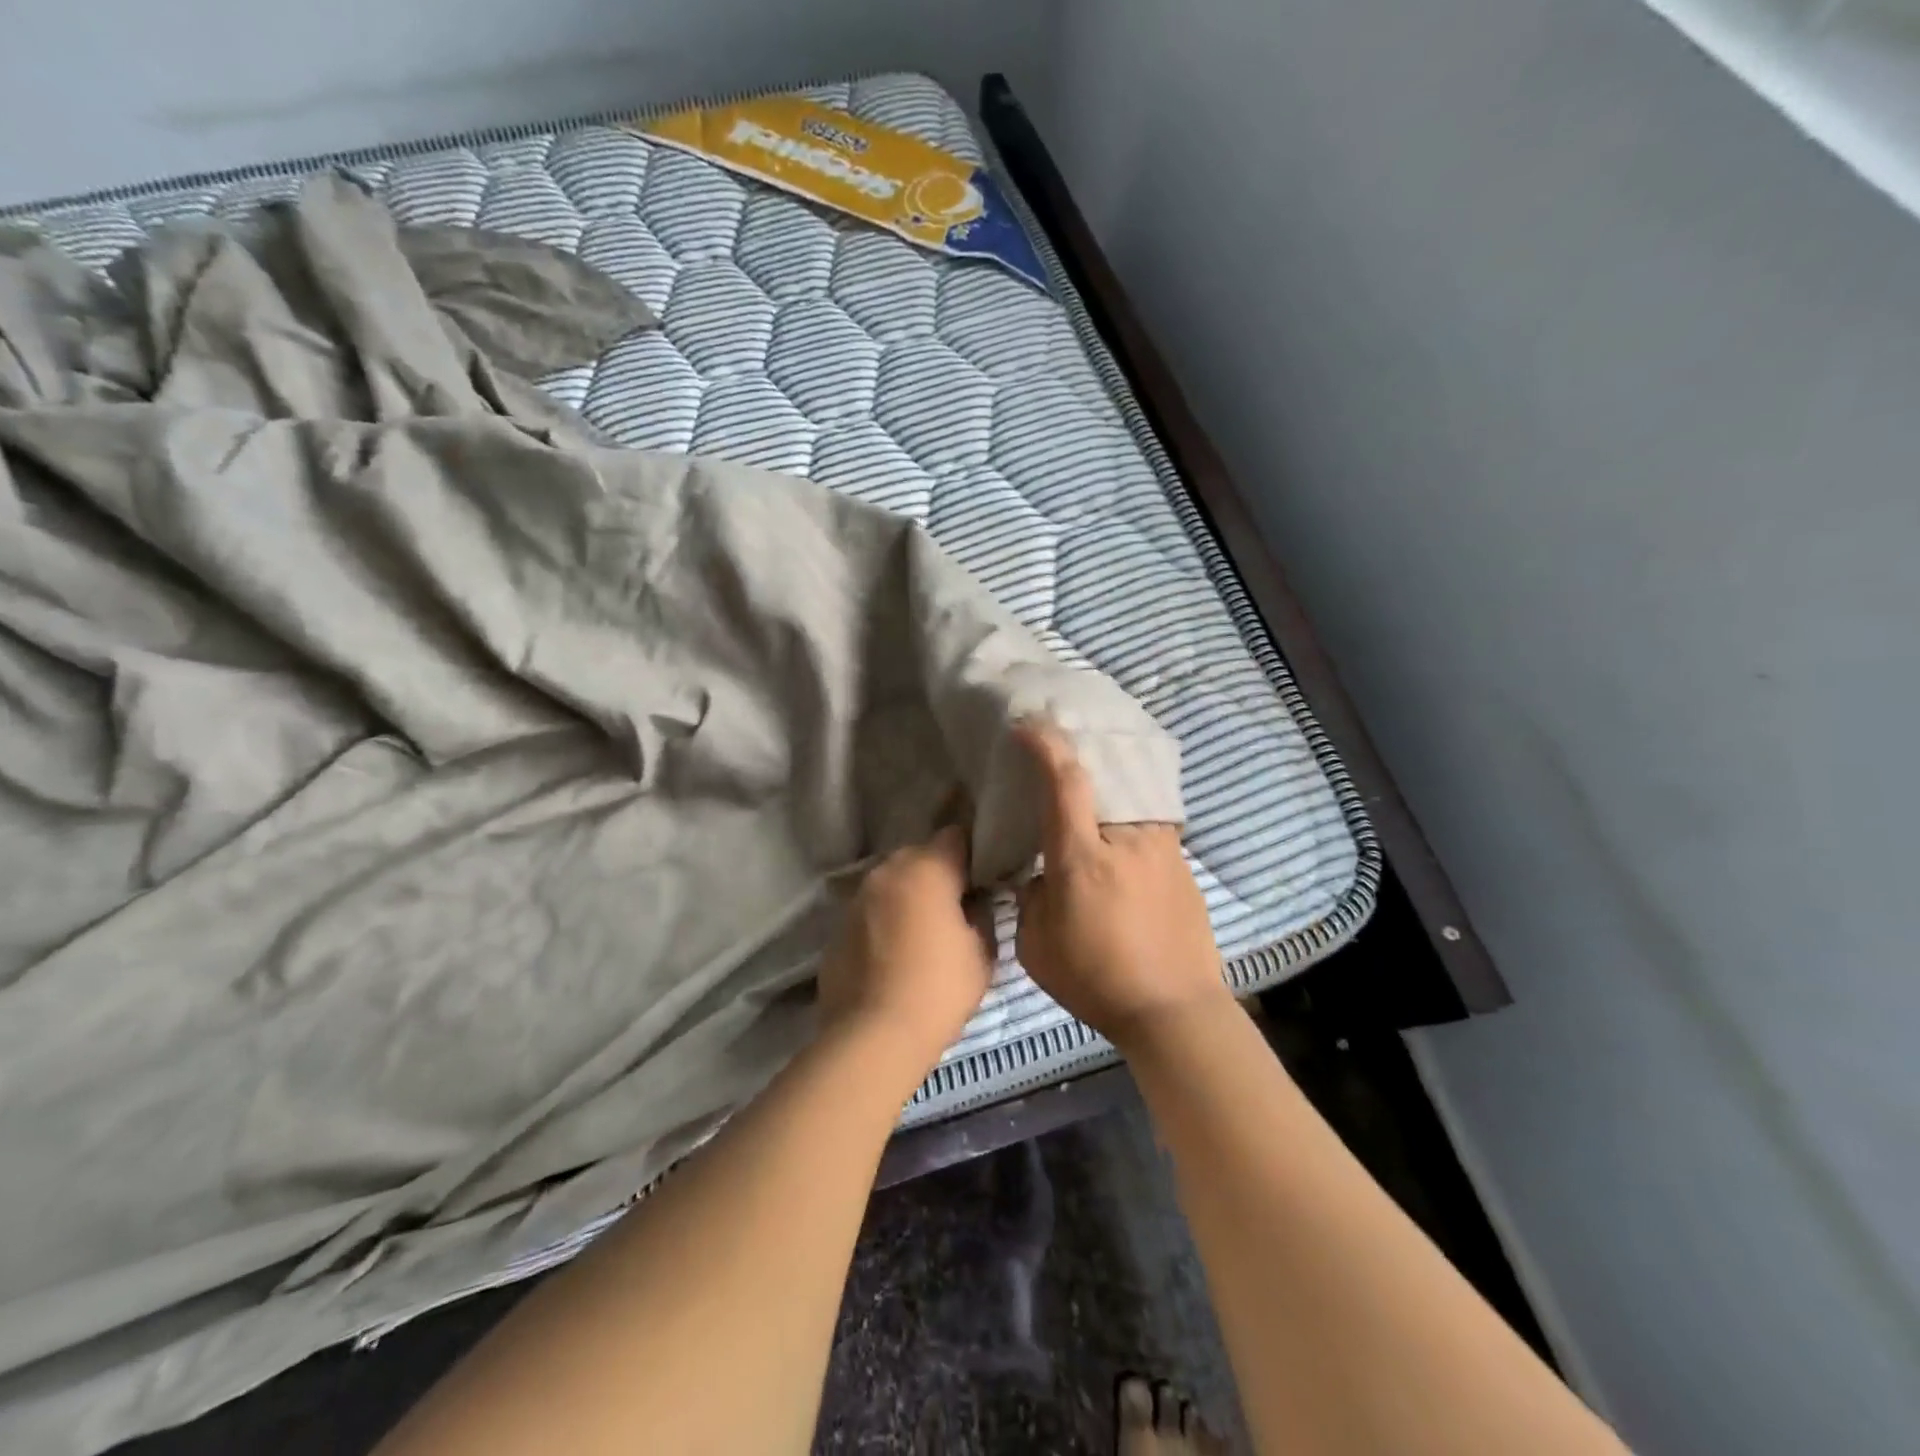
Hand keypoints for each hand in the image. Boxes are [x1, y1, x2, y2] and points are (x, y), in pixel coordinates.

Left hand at [816, 825, 993, 1083]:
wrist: (872, 1037)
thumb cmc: (938, 990)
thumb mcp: (982, 953)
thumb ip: (982, 915)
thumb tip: (976, 902)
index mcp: (927, 868)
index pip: (956, 836)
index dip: (973, 853)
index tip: (983, 877)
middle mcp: (887, 871)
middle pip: (920, 856)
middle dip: (938, 874)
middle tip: (956, 906)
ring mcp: (857, 897)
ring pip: (892, 883)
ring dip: (908, 896)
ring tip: (923, 932)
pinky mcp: (837, 926)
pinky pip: (870, 911)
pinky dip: (884, 921)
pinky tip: (894, 954)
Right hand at [1014, 722, 1229, 1048]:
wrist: (1175, 1011)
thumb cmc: (1097, 980)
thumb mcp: (1037, 946)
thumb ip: (1030, 898)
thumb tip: (1039, 875)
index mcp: (1082, 856)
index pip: (1064, 780)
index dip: (1044, 744)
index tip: (1026, 725)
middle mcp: (1127, 838)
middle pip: (1106, 774)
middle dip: (1079, 751)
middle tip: (1058, 742)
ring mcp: (1162, 848)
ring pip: (1130, 795)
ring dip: (1108, 781)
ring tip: (1090, 780)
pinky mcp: (1181, 863)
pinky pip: (1148, 821)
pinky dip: (1128, 812)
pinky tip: (1119, 831)